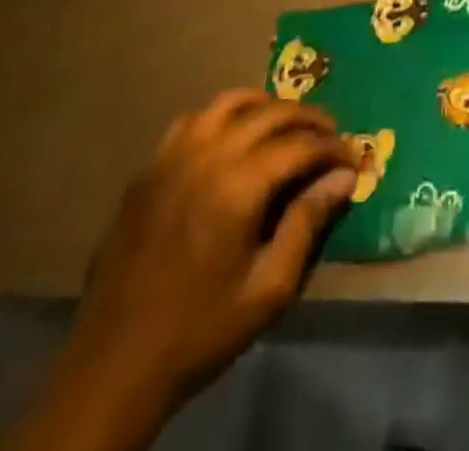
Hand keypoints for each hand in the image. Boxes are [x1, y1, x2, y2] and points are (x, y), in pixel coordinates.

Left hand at [6, 91, 354, 450]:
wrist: (114, 365)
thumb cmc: (200, 331)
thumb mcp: (268, 289)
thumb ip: (307, 223)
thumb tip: (344, 177)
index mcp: (238, 187)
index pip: (300, 146)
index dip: (333, 148)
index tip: (353, 160)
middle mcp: (207, 157)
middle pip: (270, 114)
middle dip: (308, 119)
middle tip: (331, 135)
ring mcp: (172, 157)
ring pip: (230, 103)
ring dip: (266, 106)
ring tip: (287, 124)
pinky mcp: (149, 168)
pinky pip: (193, 120)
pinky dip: (223, 115)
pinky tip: (234, 135)